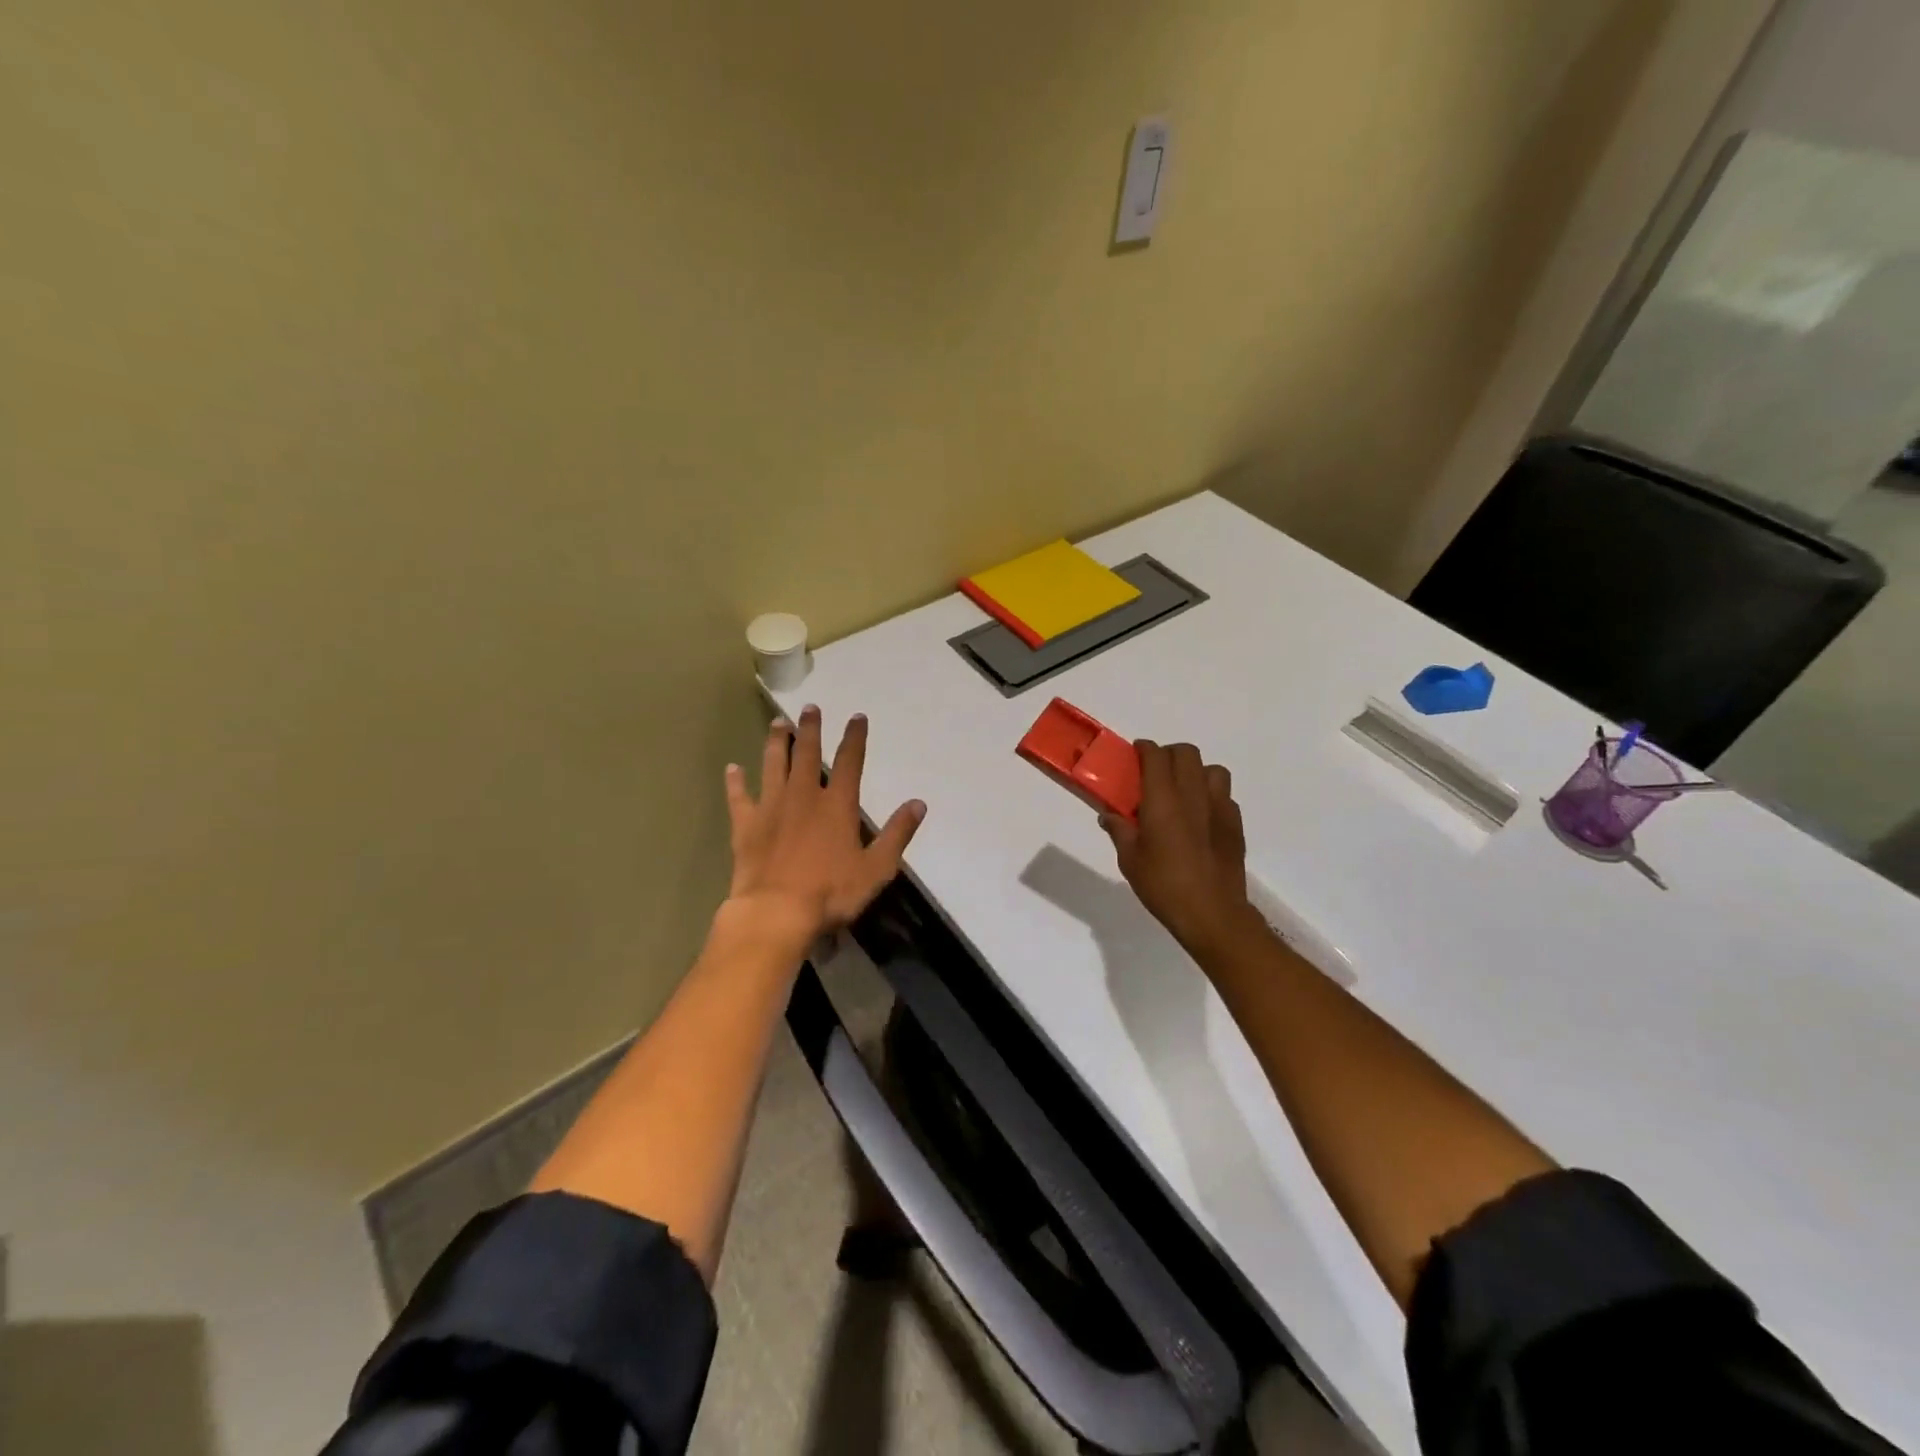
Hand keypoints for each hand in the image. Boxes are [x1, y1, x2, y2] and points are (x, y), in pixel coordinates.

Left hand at [721, 706, 925, 947]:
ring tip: (778, 723)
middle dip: (811, 729)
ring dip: (777, 743)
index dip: (855, 737)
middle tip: (809, 708)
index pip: (850, 762)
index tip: (857, 717)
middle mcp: (804, 796)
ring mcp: (771, 807)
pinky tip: (732, 768)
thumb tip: (918, 803)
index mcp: (837, 805)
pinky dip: (735, 782)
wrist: (776, 912)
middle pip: (808, 754)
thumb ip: (897, 834)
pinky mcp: (746, 825)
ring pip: (774, 765)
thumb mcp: (877, 868)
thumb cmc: (831, 892)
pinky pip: (739, 797)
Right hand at [1101, 740, 1258, 956]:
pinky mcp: (1235, 824)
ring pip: (1212, 770)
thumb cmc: (1164, 885)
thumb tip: (1108, 815)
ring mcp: (1220, 808)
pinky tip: (1201, 818)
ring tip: (1182, 792)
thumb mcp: (1130, 860)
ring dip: (1195, 772)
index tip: (1136, 753)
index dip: (1145, 749)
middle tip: (1155, 772)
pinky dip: (1211, 796)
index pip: (1156, 756)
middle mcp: (1193, 795)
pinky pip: (1225, 796)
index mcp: (1163, 800)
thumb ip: (1119, 831)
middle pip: (1186, 753)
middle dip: (1169, 754)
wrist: (1212, 913)